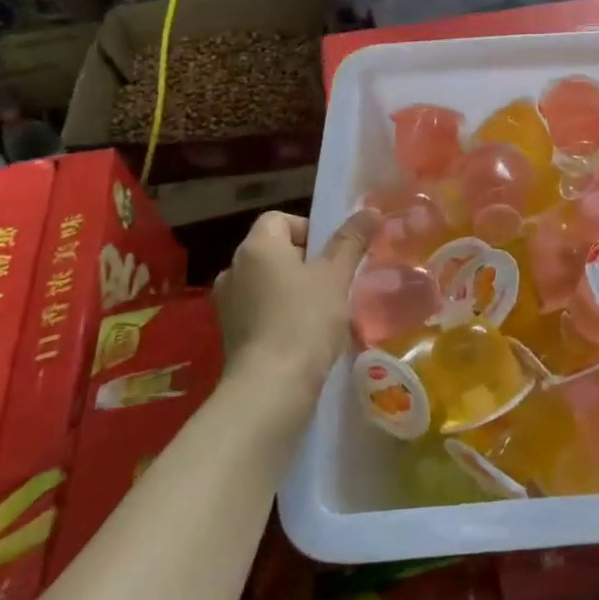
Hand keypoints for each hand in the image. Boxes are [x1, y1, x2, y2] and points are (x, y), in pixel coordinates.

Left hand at [211, 209, 378, 388]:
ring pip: (267, 282)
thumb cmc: (305, 320)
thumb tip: (372, 211)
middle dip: (304, 261)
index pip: (279, 219)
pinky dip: (279, 314)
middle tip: (334, 281)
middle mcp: (234, 268)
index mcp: (257, 247)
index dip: (309, 229)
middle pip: (273, 250)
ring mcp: (227, 304)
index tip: (332, 254)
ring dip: (291, 289)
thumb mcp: (336, 276)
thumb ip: (352, 241)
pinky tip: (303, 334)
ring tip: (322, 310)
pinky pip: (258, 310)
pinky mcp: (229, 335)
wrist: (270, 388)